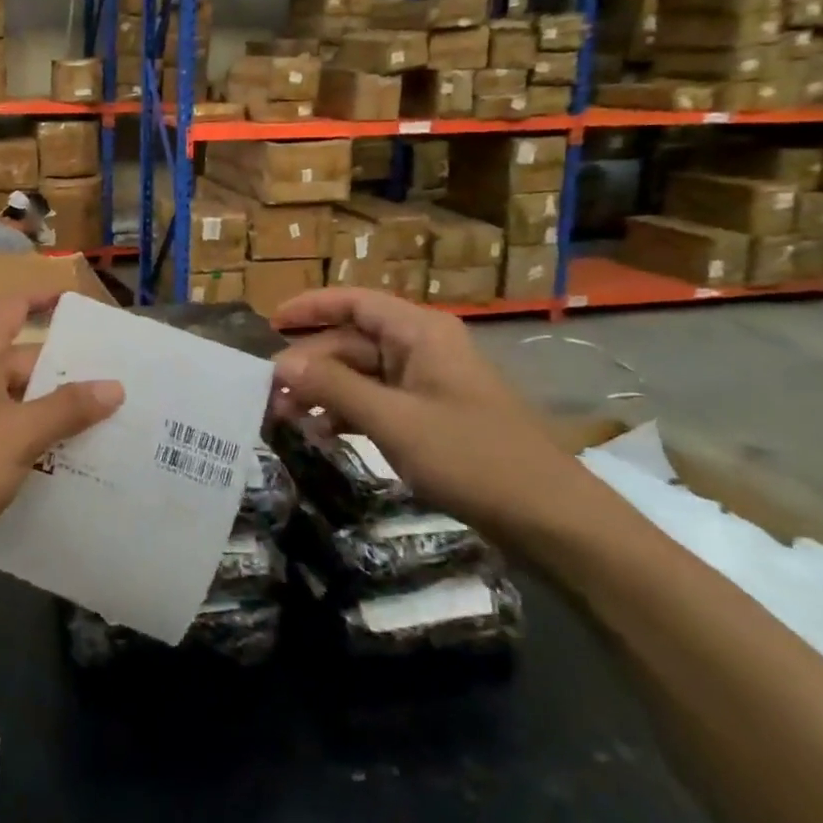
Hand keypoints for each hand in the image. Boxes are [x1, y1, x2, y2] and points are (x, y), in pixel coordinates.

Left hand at [0, 294, 123, 564]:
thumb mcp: (21, 435)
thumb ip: (68, 408)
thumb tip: (114, 386)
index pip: (14, 307)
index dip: (46, 300)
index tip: (83, 308)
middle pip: (21, 357)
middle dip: (65, 370)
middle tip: (115, 384)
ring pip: (14, 395)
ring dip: (51, 407)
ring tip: (103, 423)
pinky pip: (2, 423)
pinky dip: (30, 432)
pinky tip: (64, 457)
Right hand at [269, 288, 588, 541]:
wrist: (552, 520)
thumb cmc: (472, 457)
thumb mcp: (394, 420)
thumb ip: (334, 386)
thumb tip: (280, 363)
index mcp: (420, 333)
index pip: (355, 302)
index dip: (311, 307)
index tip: (270, 324)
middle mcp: (422, 348)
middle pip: (352, 342)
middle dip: (310, 363)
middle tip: (269, 394)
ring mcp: (428, 383)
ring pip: (361, 374)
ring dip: (324, 391)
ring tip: (286, 417)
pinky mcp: (431, 416)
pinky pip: (377, 401)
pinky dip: (347, 412)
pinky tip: (321, 434)